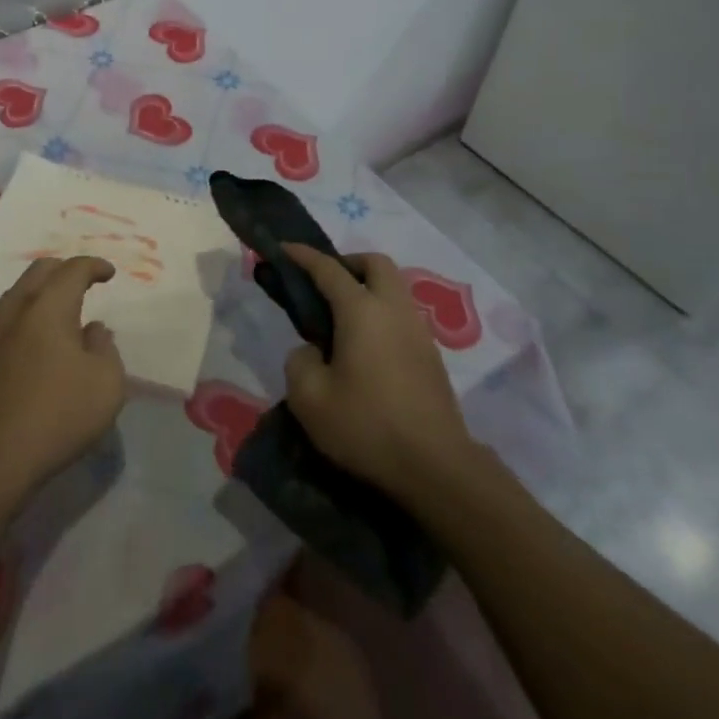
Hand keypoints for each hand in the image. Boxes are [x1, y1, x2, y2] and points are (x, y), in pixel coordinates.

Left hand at [0, 257, 126, 522]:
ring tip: (59, 312)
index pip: (73, 270)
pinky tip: (33, 340)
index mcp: (48, 306)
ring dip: (41, 293)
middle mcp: (14, 308)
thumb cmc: (58, 415)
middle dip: (64, 271)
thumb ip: (105, 347)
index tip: (109, 273)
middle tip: (83, 284)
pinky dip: (24, 317)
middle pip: (39, 271)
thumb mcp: (106, 383)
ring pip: (17, 294)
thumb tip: (92, 330)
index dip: (94, 266)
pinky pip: (4, 319)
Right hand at [281, 244, 482, 502]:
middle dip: (347, 263)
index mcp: (362, 311)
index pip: (328, 269)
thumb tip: (313, 352)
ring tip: (341, 320)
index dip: (302, 256)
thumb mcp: (309, 398)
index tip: (282, 250)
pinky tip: (364, 347)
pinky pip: (402, 315)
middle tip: (323, 285)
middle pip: (375, 264)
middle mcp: (394, 310)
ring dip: (367, 289)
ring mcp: (419, 332)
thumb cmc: (367, 426)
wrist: (436, 468)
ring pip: (394, 289)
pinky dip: (381, 314)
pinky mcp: (431, 356)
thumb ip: (300, 362)